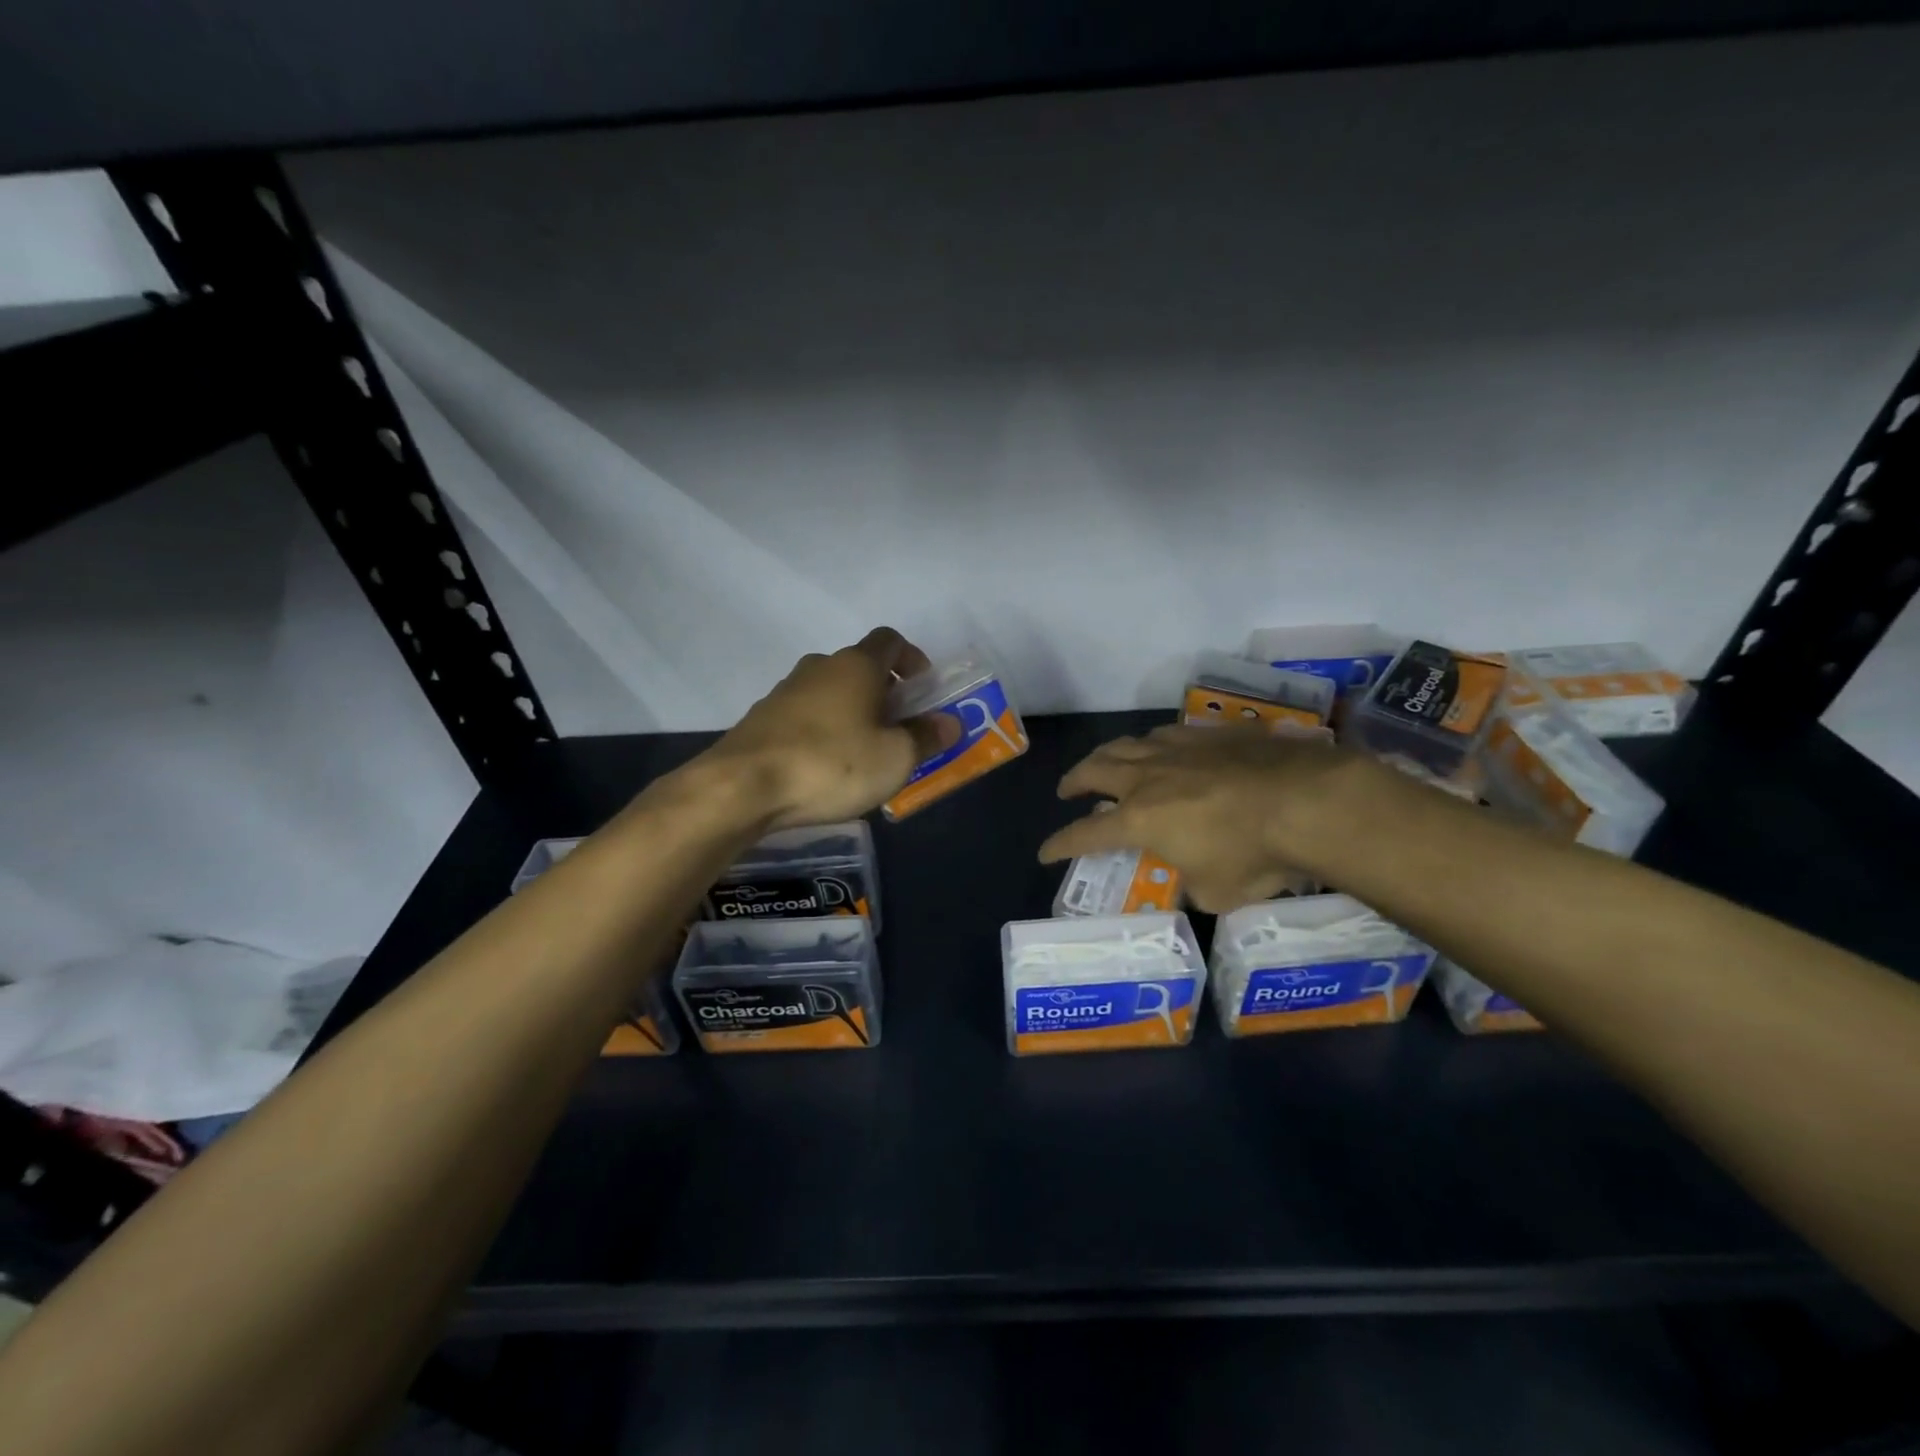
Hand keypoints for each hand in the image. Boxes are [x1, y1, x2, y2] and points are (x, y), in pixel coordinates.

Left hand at [702, 627, 959, 829]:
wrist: (742, 787)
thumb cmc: (832, 764)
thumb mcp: (894, 758)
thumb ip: (925, 738)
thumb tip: (950, 723)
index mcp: (856, 666)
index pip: (890, 640)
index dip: (912, 658)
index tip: (924, 688)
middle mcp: (819, 668)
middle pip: (860, 667)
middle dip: (885, 692)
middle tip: (899, 729)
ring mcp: (785, 691)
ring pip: (831, 692)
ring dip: (852, 712)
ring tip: (864, 753)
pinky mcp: (762, 719)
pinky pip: (805, 716)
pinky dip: (823, 730)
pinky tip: (825, 767)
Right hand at [1037, 724, 1380, 911]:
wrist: (1307, 801)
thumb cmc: (1254, 855)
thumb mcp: (1216, 892)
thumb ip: (1193, 885)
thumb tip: (1192, 880)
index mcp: (1139, 820)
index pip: (1085, 835)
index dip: (1060, 845)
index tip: (1045, 852)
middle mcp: (1147, 778)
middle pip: (1095, 770)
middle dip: (1075, 781)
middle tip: (1068, 790)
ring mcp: (1178, 750)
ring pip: (1127, 743)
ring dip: (1107, 755)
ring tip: (1106, 762)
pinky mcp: (1210, 735)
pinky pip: (1167, 734)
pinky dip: (1152, 743)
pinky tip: (1162, 748)